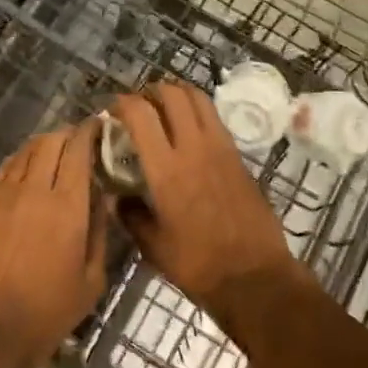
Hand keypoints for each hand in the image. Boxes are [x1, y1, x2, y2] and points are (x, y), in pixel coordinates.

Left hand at [0, 121, 107, 367]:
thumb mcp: (91, 281)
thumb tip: (103, 197)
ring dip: (44, 143)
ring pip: (26, 151)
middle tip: (80, 140)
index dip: (90, 131)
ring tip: (56, 150)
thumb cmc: (47, 312)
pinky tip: (27, 167)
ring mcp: (5, 195)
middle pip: (51, 141)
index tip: (100, 125)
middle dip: (68, 134)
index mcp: (67, 205)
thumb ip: (99, 232)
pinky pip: (5, 169)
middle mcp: (35, 189)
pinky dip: (21, 159)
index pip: (78, 150)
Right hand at [108, 82, 298, 322]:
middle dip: (150, 91)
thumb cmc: (199, 265)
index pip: (140, 114)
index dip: (122, 103)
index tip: (111, 110)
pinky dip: (196, 110)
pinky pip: (213, 117)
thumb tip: (117, 197)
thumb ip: (131, 216)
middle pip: (172, 94)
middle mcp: (194, 147)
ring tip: (162, 108)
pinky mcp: (238, 155)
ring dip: (176, 93)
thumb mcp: (154, 246)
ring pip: (197, 97)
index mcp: (166, 169)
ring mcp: (220, 147)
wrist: (255, 277)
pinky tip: (187, 130)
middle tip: (138, 105)